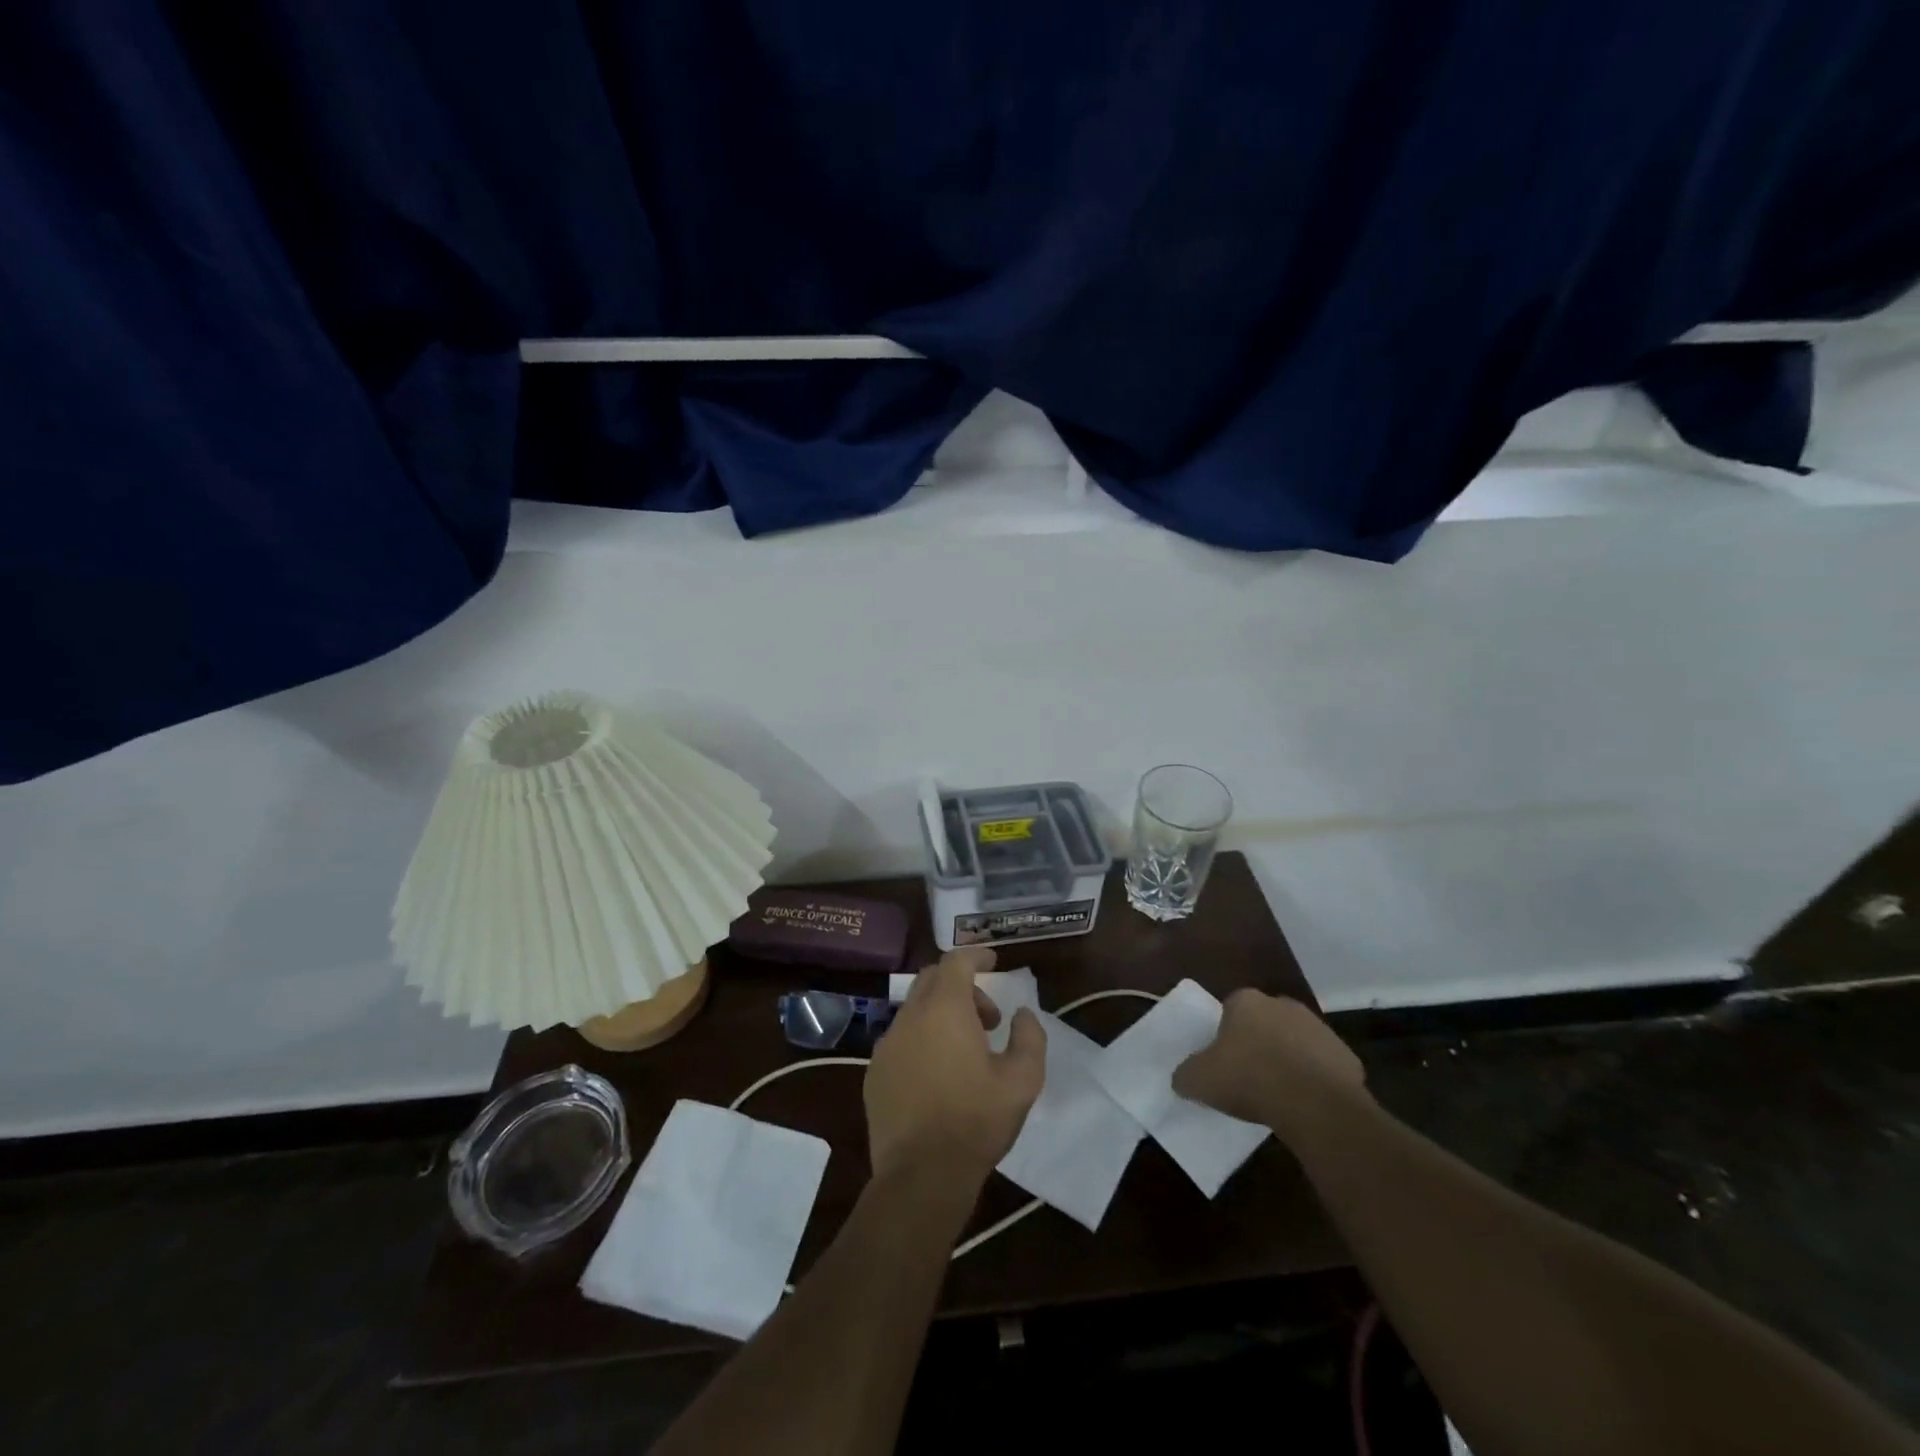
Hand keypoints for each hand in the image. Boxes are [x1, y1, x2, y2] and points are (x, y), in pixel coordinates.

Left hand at [864, 947, 1046, 1186]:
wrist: (921, 1176)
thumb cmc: (976, 1121)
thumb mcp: (1023, 1080)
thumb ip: (1029, 1037)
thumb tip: (1023, 1016)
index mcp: (945, 1009)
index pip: (956, 961)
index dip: (976, 955)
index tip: (993, 962)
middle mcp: (910, 1017)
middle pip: (932, 979)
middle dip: (962, 987)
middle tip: (988, 1018)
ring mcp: (886, 1045)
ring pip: (915, 1010)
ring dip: (942, 1015)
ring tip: (966, 1052)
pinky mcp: (874, 1073)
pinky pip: (900, 1040)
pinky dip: (922, 1040)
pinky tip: (938, 1076)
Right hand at [1172, 989, 1368, 1142]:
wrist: (1314, 1103)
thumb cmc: (1249, 1078)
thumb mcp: (1200, 1080)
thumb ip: (1186, 1074)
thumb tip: (1182, 1078)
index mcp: (1246, 1001)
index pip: (1230, 1009)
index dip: (1226, 1034)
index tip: (1224, 1060)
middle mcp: (1282, 1004)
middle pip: (1265, 1022)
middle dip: (1259, 1042)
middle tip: (1249, 1075)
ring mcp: (1319, 1028)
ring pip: (1296, 1042)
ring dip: (1289, 1060)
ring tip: (1278, 1094)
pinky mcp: (1347, 1057)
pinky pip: (1324, 1067)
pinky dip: (1316, 1081)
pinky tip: (1306, 1105)